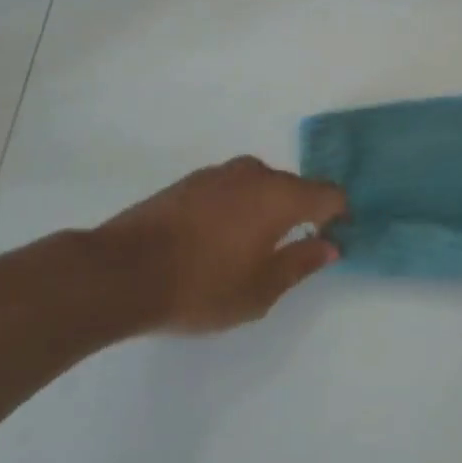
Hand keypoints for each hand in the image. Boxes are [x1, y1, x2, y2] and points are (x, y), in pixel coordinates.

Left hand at [94, 157, 345, 334]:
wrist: (123, 271)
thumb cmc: (202, 286)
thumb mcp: (260, 290)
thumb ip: (301, 263)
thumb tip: (330, 245)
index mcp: (280, 195)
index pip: (328, 194)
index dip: (338, 215)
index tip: (332, 240)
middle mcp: (255, 173)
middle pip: (294, 187)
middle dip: (300, 213)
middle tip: (290, 252)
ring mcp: (219, 173)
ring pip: (260, 186)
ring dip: (265, 209)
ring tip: (249, 249)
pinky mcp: (191, 180)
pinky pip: (231, 189)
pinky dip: (236, 207)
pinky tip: (217, 239)